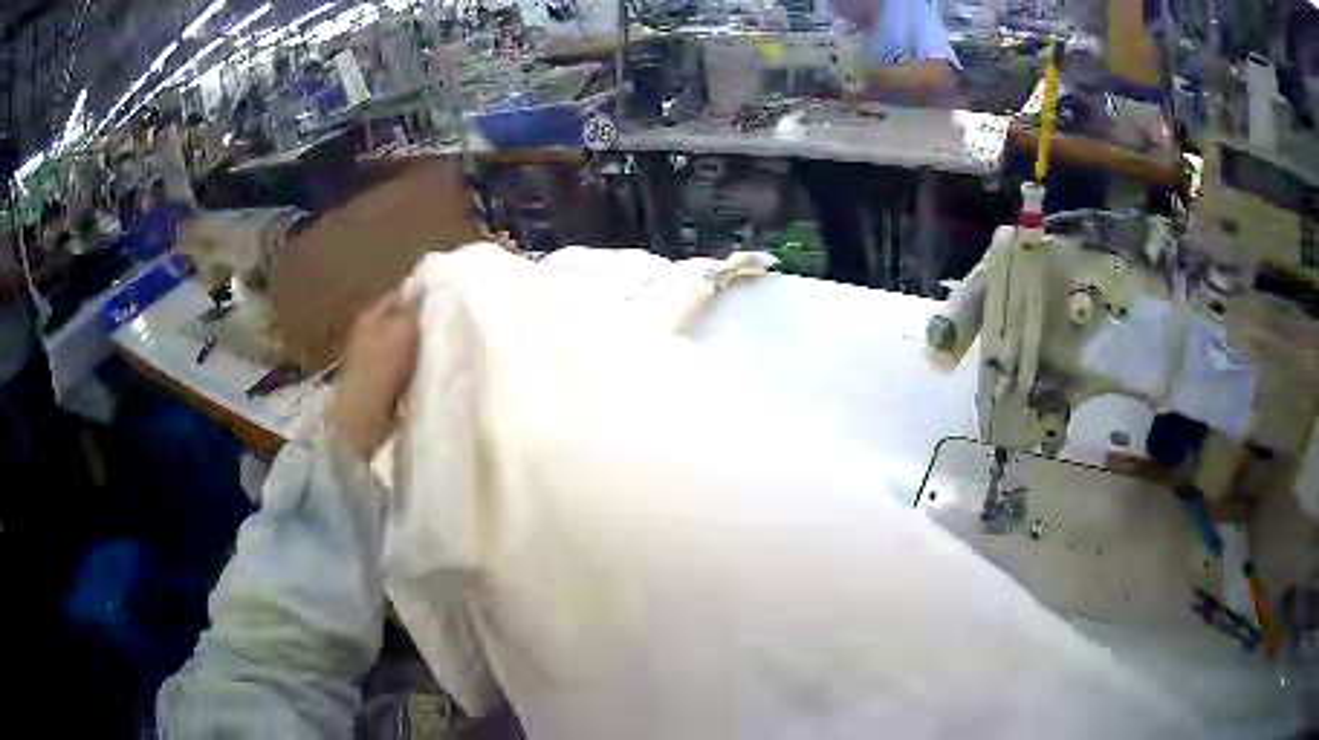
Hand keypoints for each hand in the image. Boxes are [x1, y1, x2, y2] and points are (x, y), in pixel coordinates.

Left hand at [328, 291, 420, 458]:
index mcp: (370, 315)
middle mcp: (363, 333)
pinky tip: (415, 376)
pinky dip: (403, 371)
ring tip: (428, 356)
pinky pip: (392, 368)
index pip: (396, 297)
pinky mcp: (369, 381)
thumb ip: (414, 308)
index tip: (435, 307)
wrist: (366, 409)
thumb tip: (422, 288)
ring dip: (408, 351)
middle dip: (411, 327)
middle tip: (434, 332)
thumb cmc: (386, 363)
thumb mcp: (405, 328)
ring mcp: (364, 359)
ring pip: (393, 346)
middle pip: (393, 322)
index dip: (415, 299)